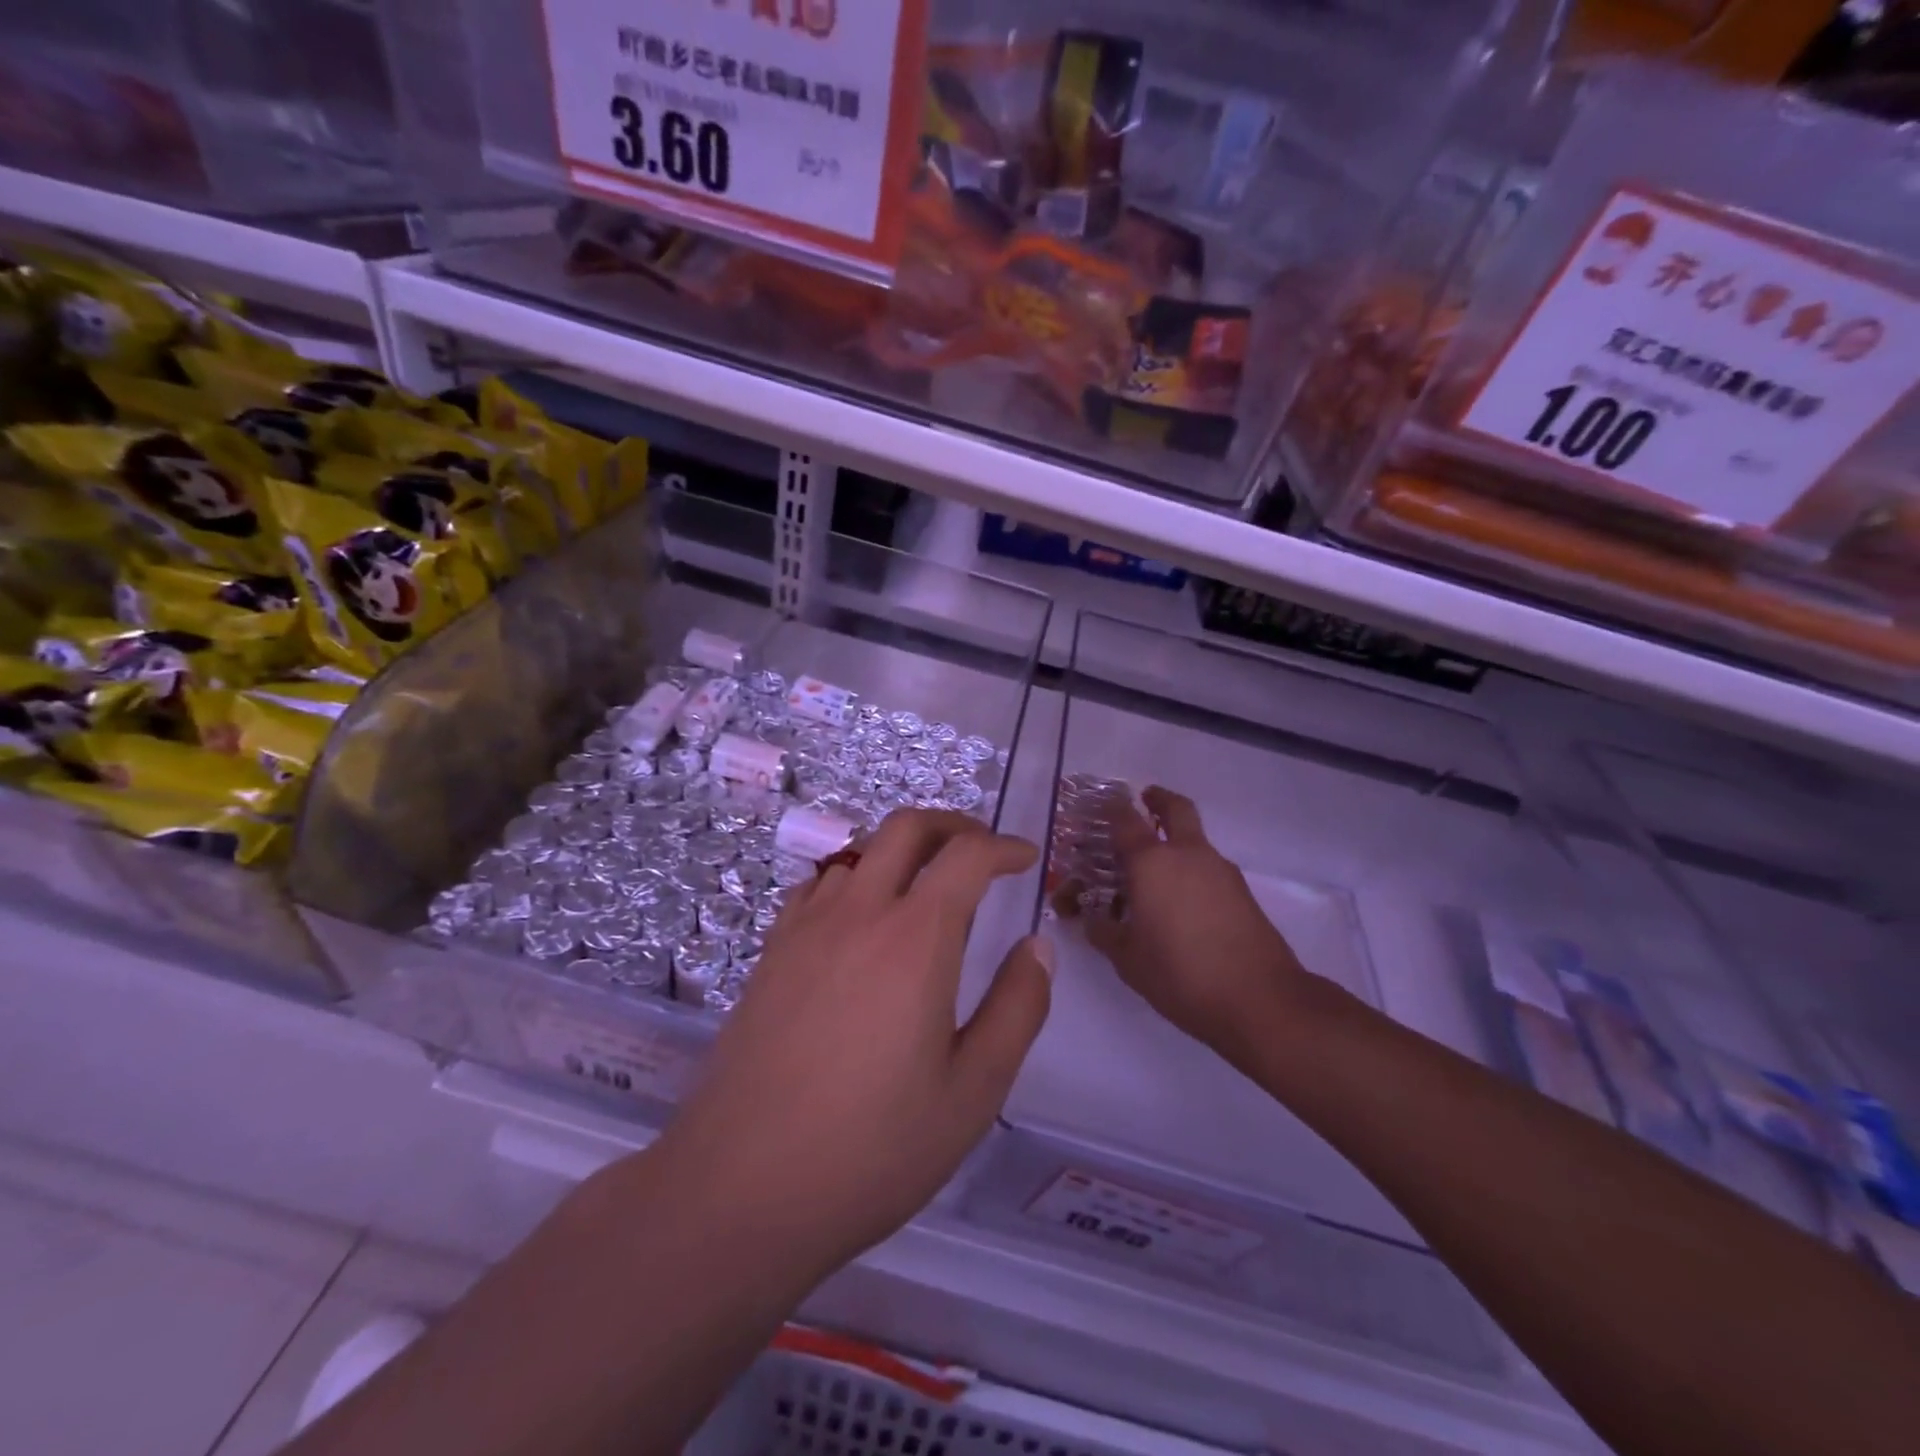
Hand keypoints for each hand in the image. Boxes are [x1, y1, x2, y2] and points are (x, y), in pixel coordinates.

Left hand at [657, 809, 1051, 1276]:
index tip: (1026, 859)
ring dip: (902, 852)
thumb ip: (1017, 1008)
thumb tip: (1037, 946)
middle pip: (906, 827)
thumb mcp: (973, 1091)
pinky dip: (854, 879)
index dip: (1004, 847)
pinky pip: (819, 886)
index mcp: (915, 937)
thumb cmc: (871, 1148)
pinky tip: (860, 922)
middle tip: (981, 850)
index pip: (967, 856)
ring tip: (926, 890)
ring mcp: (806, 927)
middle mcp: (859, 912)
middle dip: (953, 824)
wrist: (739, 1189)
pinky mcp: (770, 951)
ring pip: (860, 852)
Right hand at [1058, 786, 1314, 1069]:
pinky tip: (1182, 904)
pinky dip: (1193, 871)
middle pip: (1176, 809)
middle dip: (1159, 800)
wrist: (1259, 1000)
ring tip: (1156, 872)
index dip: (1112, 810)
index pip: (1126, 821)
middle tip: (1145, 802)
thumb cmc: (1180, 973)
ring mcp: (1221, 871)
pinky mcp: (1242, 892)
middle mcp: (1188, 855)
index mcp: (1152, 863)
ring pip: (1195, 840)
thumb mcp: (1127, 959)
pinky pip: (1209, 868)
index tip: (1103, 806)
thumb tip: (1091, 920)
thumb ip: (1104, 932)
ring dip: (1177, 841)